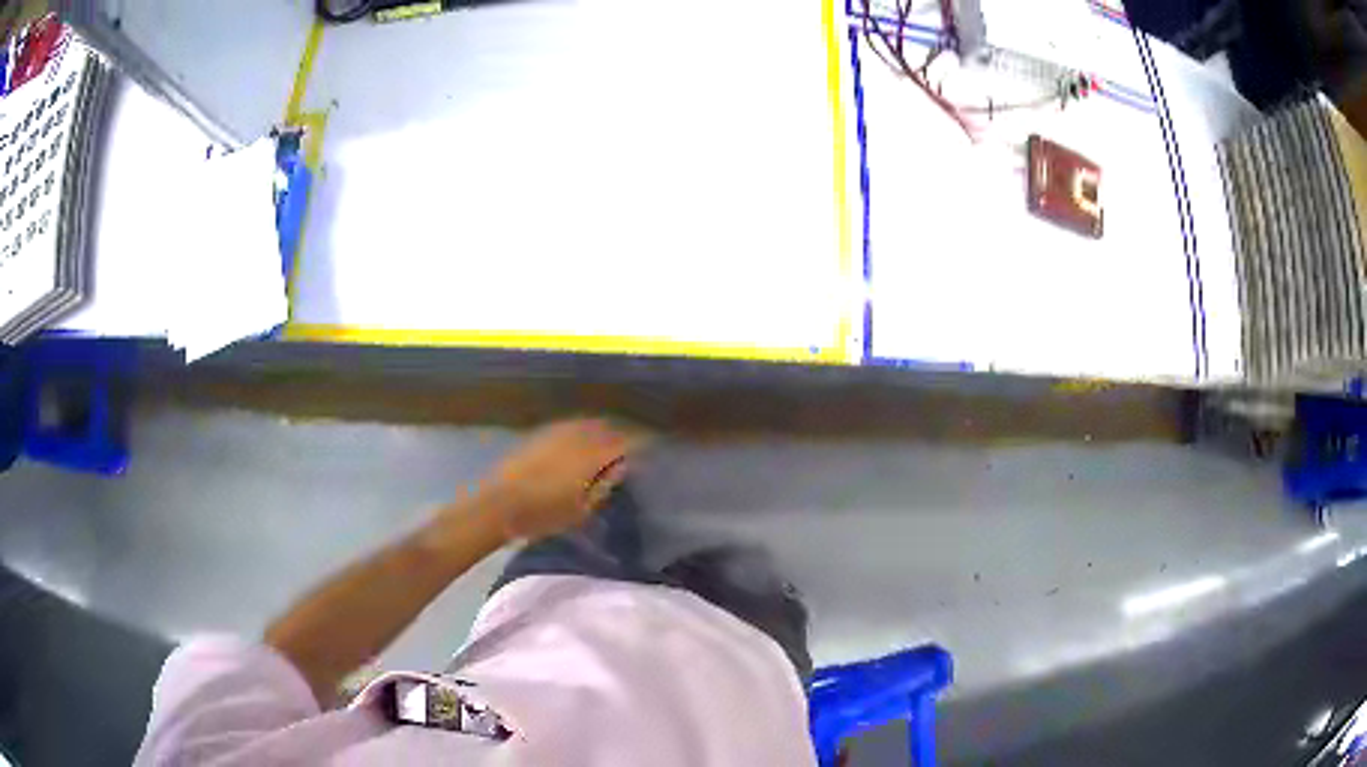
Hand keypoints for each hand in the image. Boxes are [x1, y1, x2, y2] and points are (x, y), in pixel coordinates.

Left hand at [471, 419, 642, 542]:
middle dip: (622, 434)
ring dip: (602, 430)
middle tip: (632, 446)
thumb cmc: (542, 514)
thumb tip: (620, 467)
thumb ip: (603, 486)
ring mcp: (556, 432)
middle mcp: (576, 436)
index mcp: (591, 455)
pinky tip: (581, 442)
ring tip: (609, 442)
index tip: (652, 449)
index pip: (625, 442)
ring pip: (588, 424)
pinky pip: (570, 426)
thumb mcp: (581, 509)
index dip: (641, 444)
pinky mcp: (540, 434)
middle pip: (607, 427)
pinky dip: (582, 431)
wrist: (498, 505)